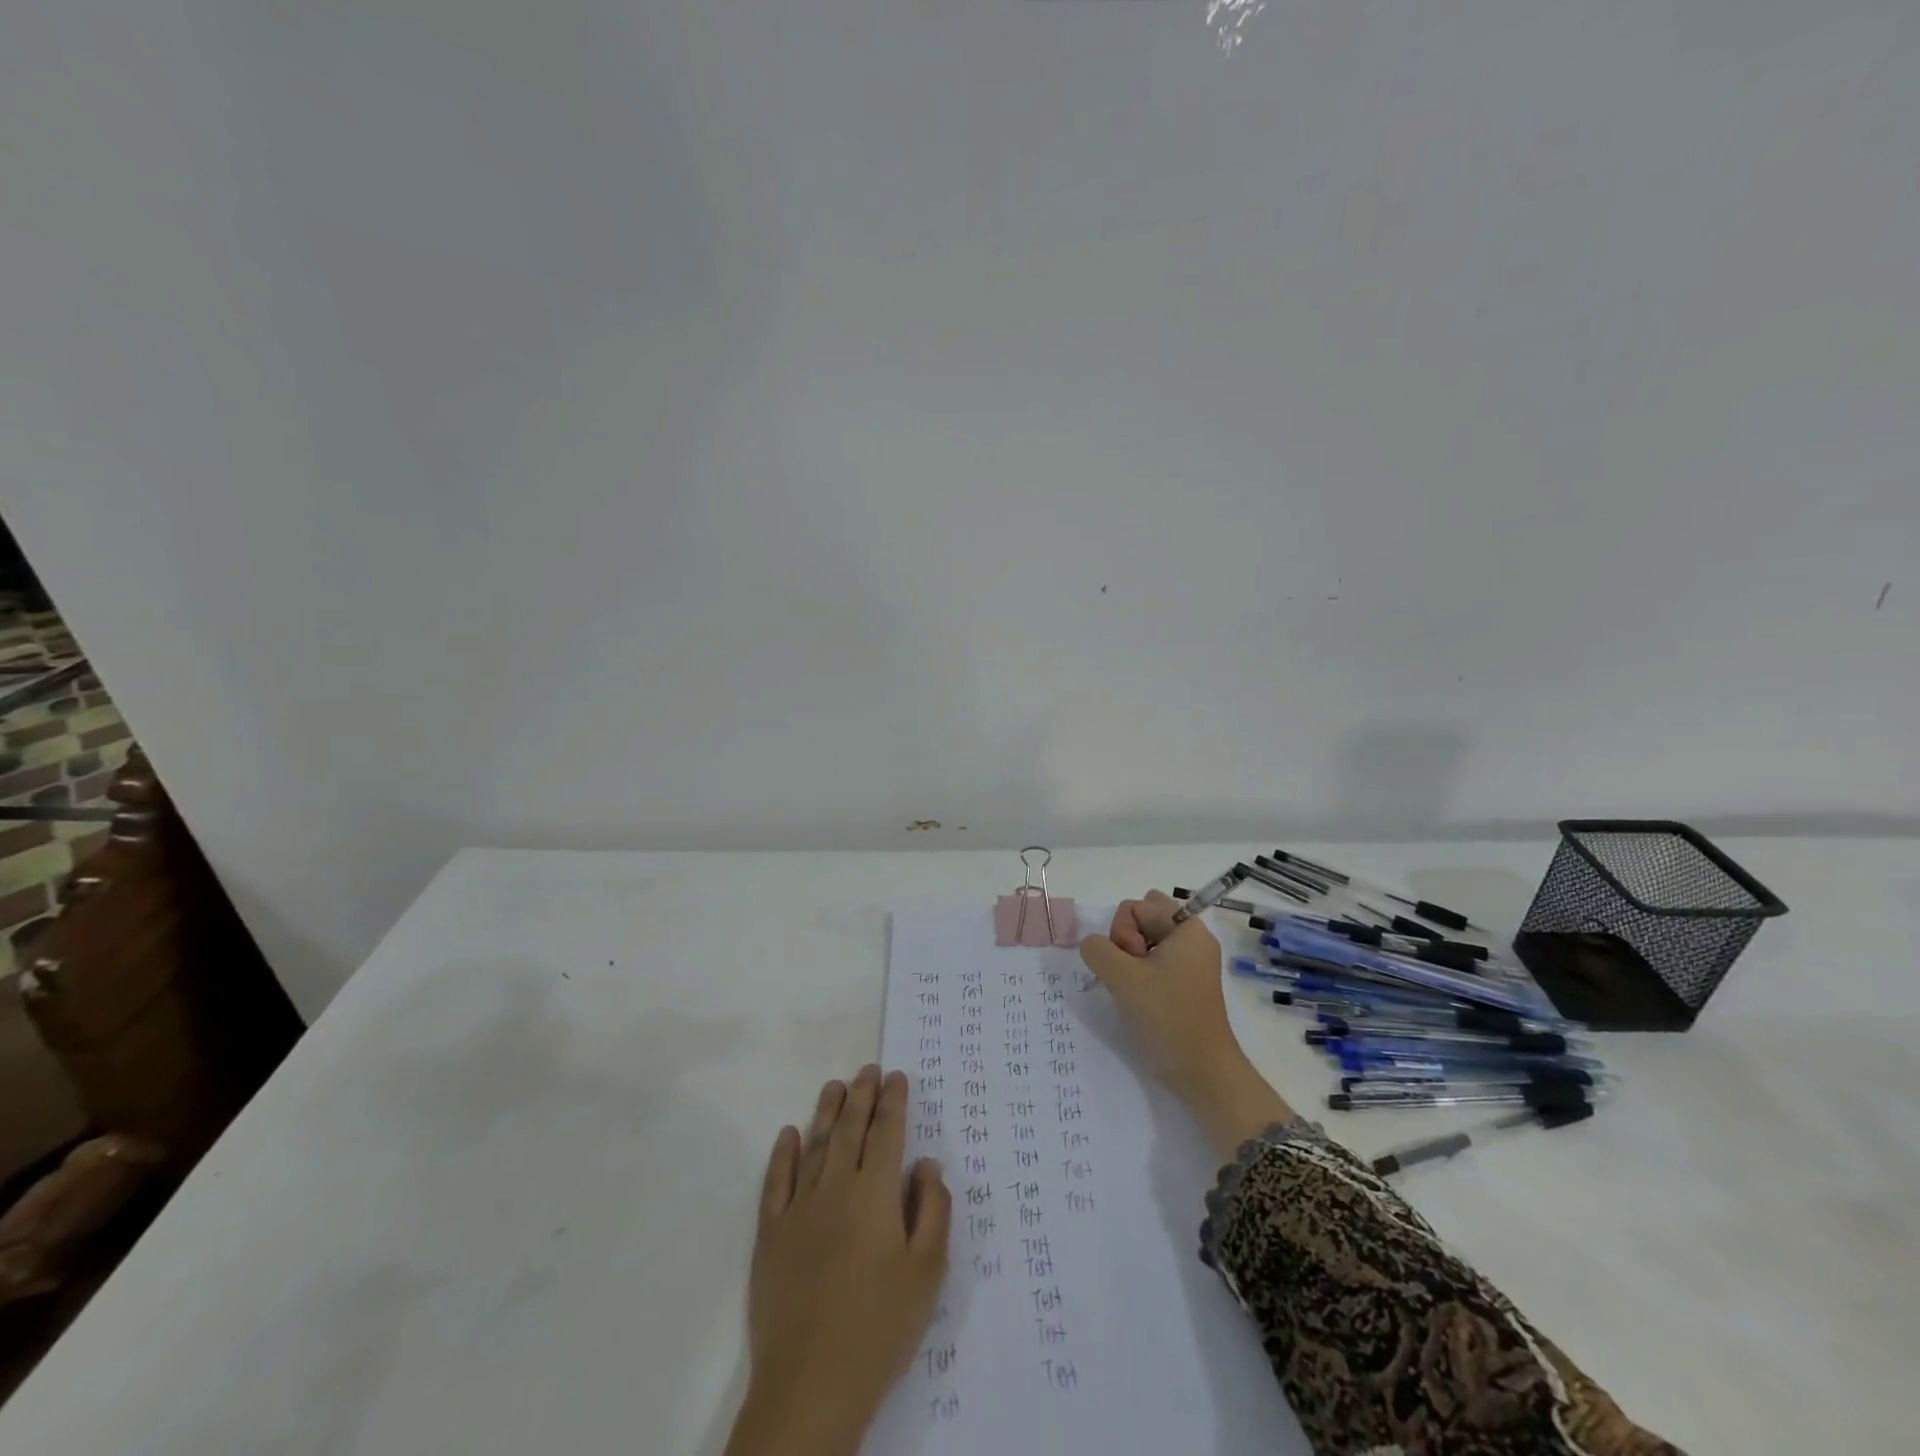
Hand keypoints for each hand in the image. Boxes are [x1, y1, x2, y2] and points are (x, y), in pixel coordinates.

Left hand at [725, 1065, 952, 1455]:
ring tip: (834, 1086)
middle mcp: (836, 1187)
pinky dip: (783, 1154)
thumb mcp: (927, 1272)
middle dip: (861, 1095)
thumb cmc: (880, 1326)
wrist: (812, 1382)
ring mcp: (799, 1208)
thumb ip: (933, 1210)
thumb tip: (927, 1163)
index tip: (897, 1076)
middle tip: (868, 1069)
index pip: (887, 1132)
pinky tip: (788, 1135)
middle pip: (850, 1129)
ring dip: (826, 1112)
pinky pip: (776, 1182)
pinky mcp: (771, 1234)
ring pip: (815, 1146)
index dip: (893, 1101)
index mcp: (876, 1193)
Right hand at [1080, 890, 1295, 1157]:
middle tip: (1131, 974)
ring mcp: (1190, 963)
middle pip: (1143, 918)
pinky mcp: (1185, 984)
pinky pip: (1154, 962)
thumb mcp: (1122, 978)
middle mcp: (1192, 940)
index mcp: (1187, 929)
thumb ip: (1097, 949)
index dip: (1123, 932)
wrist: (1203, 1074)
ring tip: (1135, 990)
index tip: (1132, 964)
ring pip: (1145, 941)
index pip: (1136, 905)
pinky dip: (1140, 974)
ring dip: (1130, 960)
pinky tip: (1139, 998)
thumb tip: (1093, 945)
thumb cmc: (1167, 1018)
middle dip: (1126, 940)